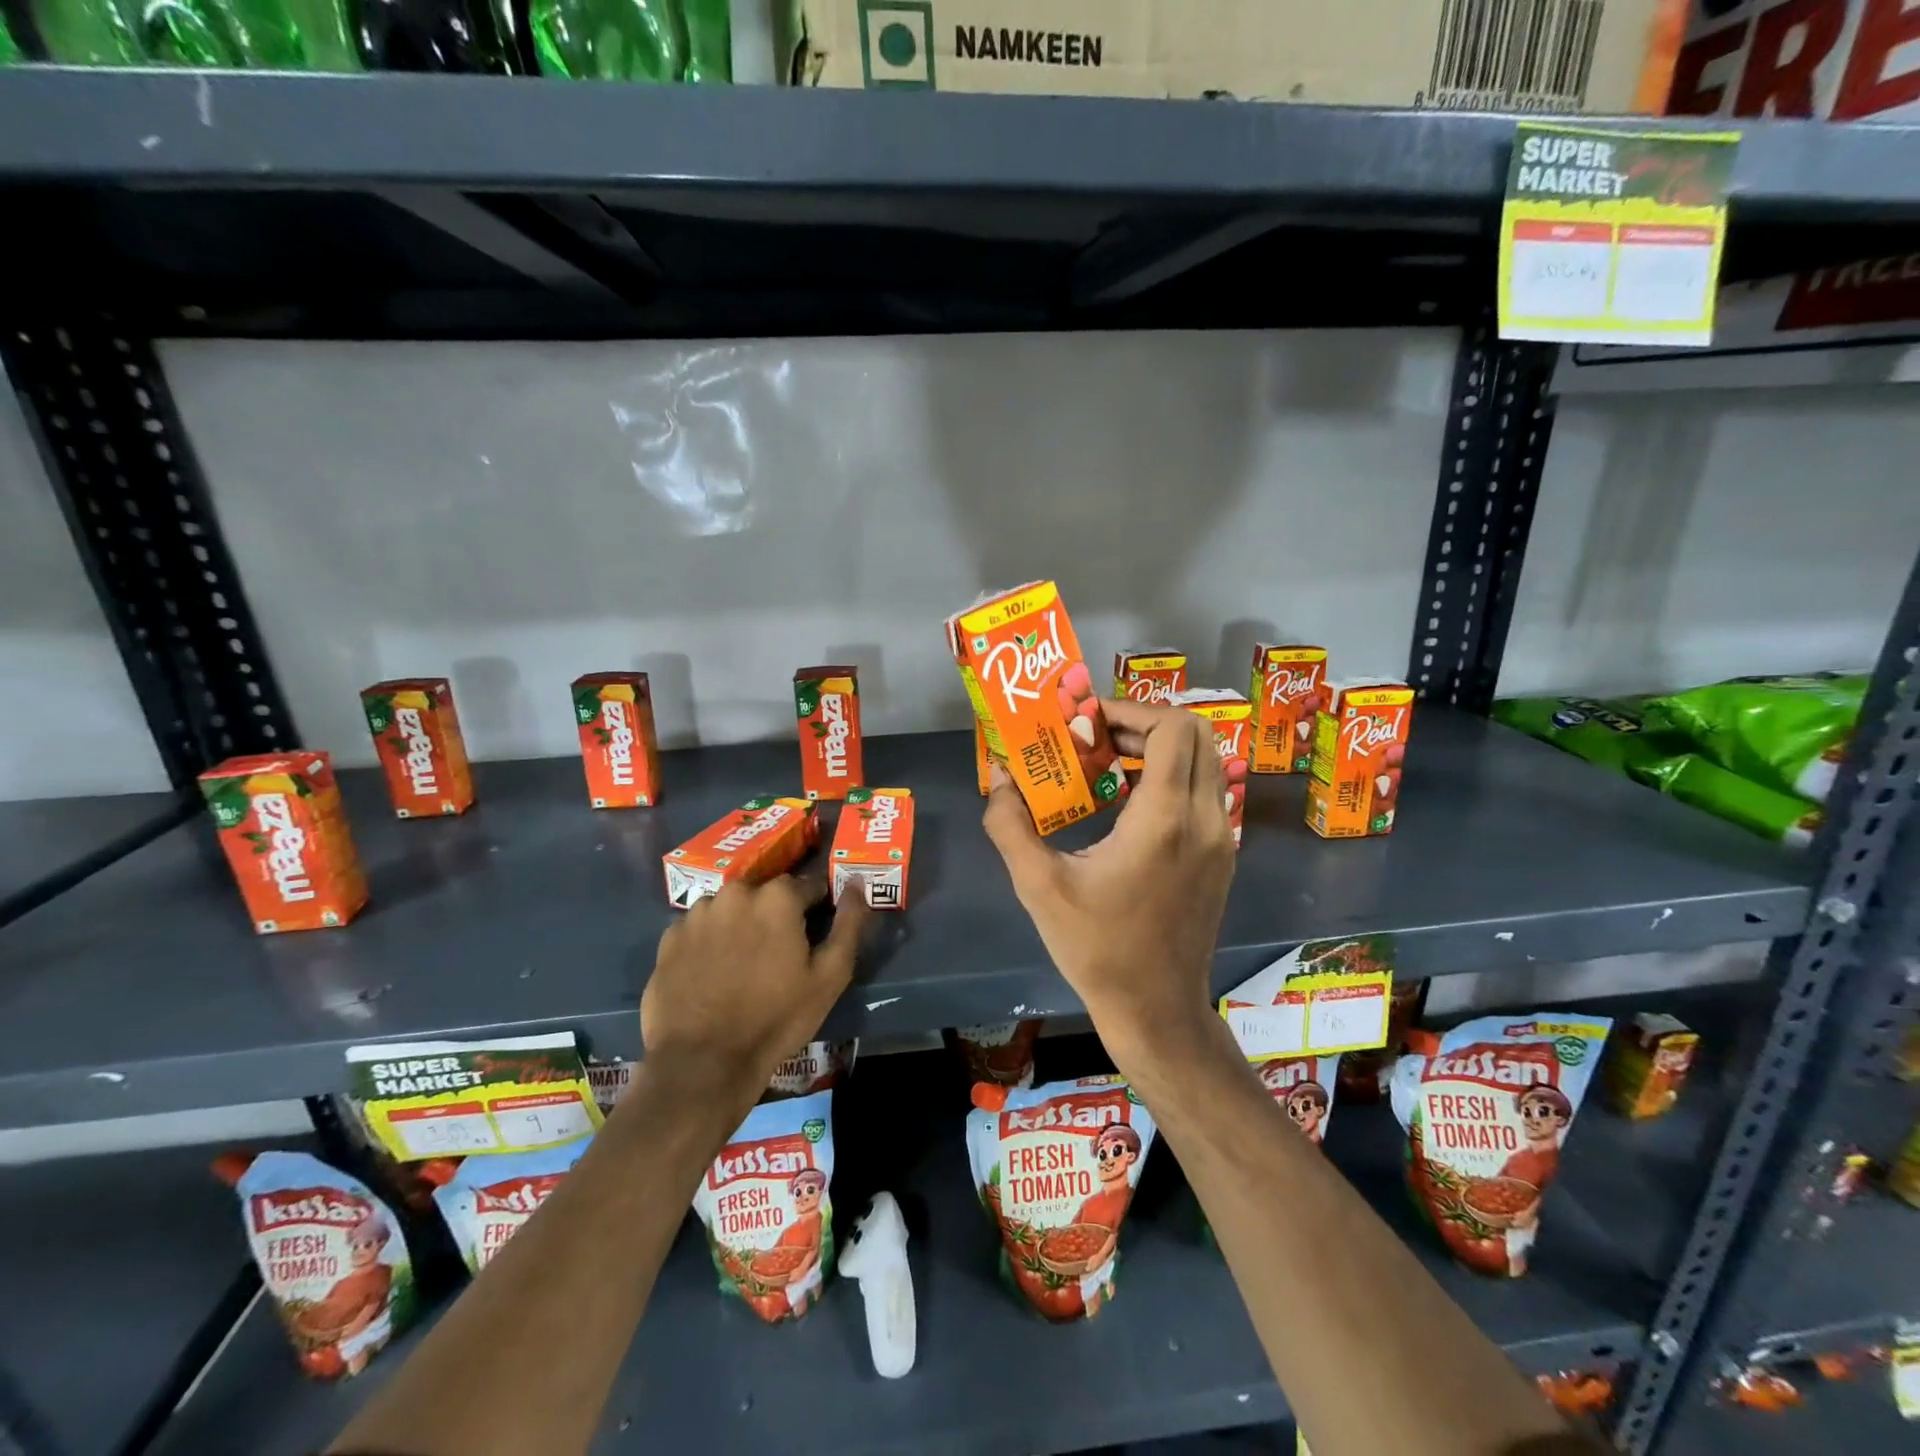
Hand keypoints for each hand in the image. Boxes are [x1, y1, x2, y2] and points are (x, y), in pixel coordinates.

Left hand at [640, 876, 866, 1113]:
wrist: (702, 1063)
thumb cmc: (776, 1018)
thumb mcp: (830, 976)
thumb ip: (850, 923)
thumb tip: (857, 884)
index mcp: (777, 897)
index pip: (809, 886)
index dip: (816, 908)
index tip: (813, 933)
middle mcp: (735, 892)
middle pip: (766, 895)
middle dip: (775, 915)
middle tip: (777, 955)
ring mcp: (697, 914)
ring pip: (731, 909)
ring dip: (740, 925)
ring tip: (741, 966)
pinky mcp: (668, 939)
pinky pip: (699, 929)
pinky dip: (709, 942)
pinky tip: (712, 974)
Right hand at [983, 697, 1236, 1066]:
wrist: (1156, 1009)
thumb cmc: (1096, 948)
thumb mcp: (1038, 885)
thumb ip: (1010, 824)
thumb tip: (1000, 776)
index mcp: (1164, 818)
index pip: (1170, 728)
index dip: (1129, 711)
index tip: (1086, 723)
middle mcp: (1204, 818)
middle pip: (1195, 734)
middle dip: (1144, 723)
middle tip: (1097, 739)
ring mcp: (1221, 838)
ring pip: (1205, 761)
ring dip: (1160, 749)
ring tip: (1109, 766)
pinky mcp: (1222, 855)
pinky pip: (1206, 791)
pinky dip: (1173, 777)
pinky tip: (1130, 805)